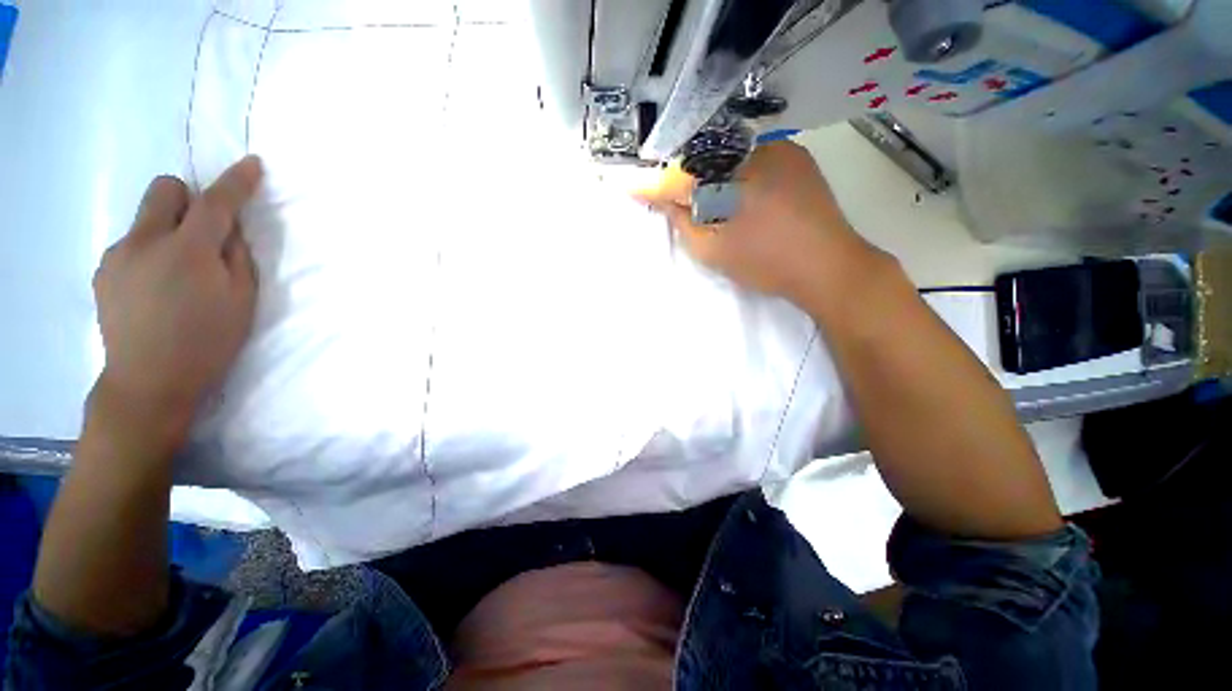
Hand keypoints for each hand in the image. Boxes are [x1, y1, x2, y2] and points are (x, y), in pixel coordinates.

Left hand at [91, 156, 263, 445]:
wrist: (149, 381)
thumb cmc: (208, 342)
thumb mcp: (242, 300)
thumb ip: (237, 257)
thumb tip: (229, 230)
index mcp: (189, 250)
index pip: (216, 201)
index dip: (237, 180)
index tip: (251, 164)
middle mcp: (146, 240)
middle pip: (163, 189)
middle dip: (186, 198)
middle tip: (202, 230)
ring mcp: (119, 255)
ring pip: (146, 219)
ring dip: (167, 231)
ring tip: (177, 273)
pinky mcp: (103, 271)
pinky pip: (131, 245)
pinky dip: (148, 254)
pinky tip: (155, 288)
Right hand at [636, 141, 878, 301]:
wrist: (828, 267)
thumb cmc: (765, 264)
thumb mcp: (712, 251)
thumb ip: (682, 222)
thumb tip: (660, 199)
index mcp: (730, 177)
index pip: (680, 174)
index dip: (655, 182)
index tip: (632, 185)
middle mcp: (753, 149)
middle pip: (702, 157)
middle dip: (685, 176)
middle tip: (676, 197)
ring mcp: (780, 148)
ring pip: (729, 154)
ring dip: (713, 172)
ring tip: (713, 198)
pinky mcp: (797, 154)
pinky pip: (753, 155)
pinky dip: (738, 170)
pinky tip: (744, 193)